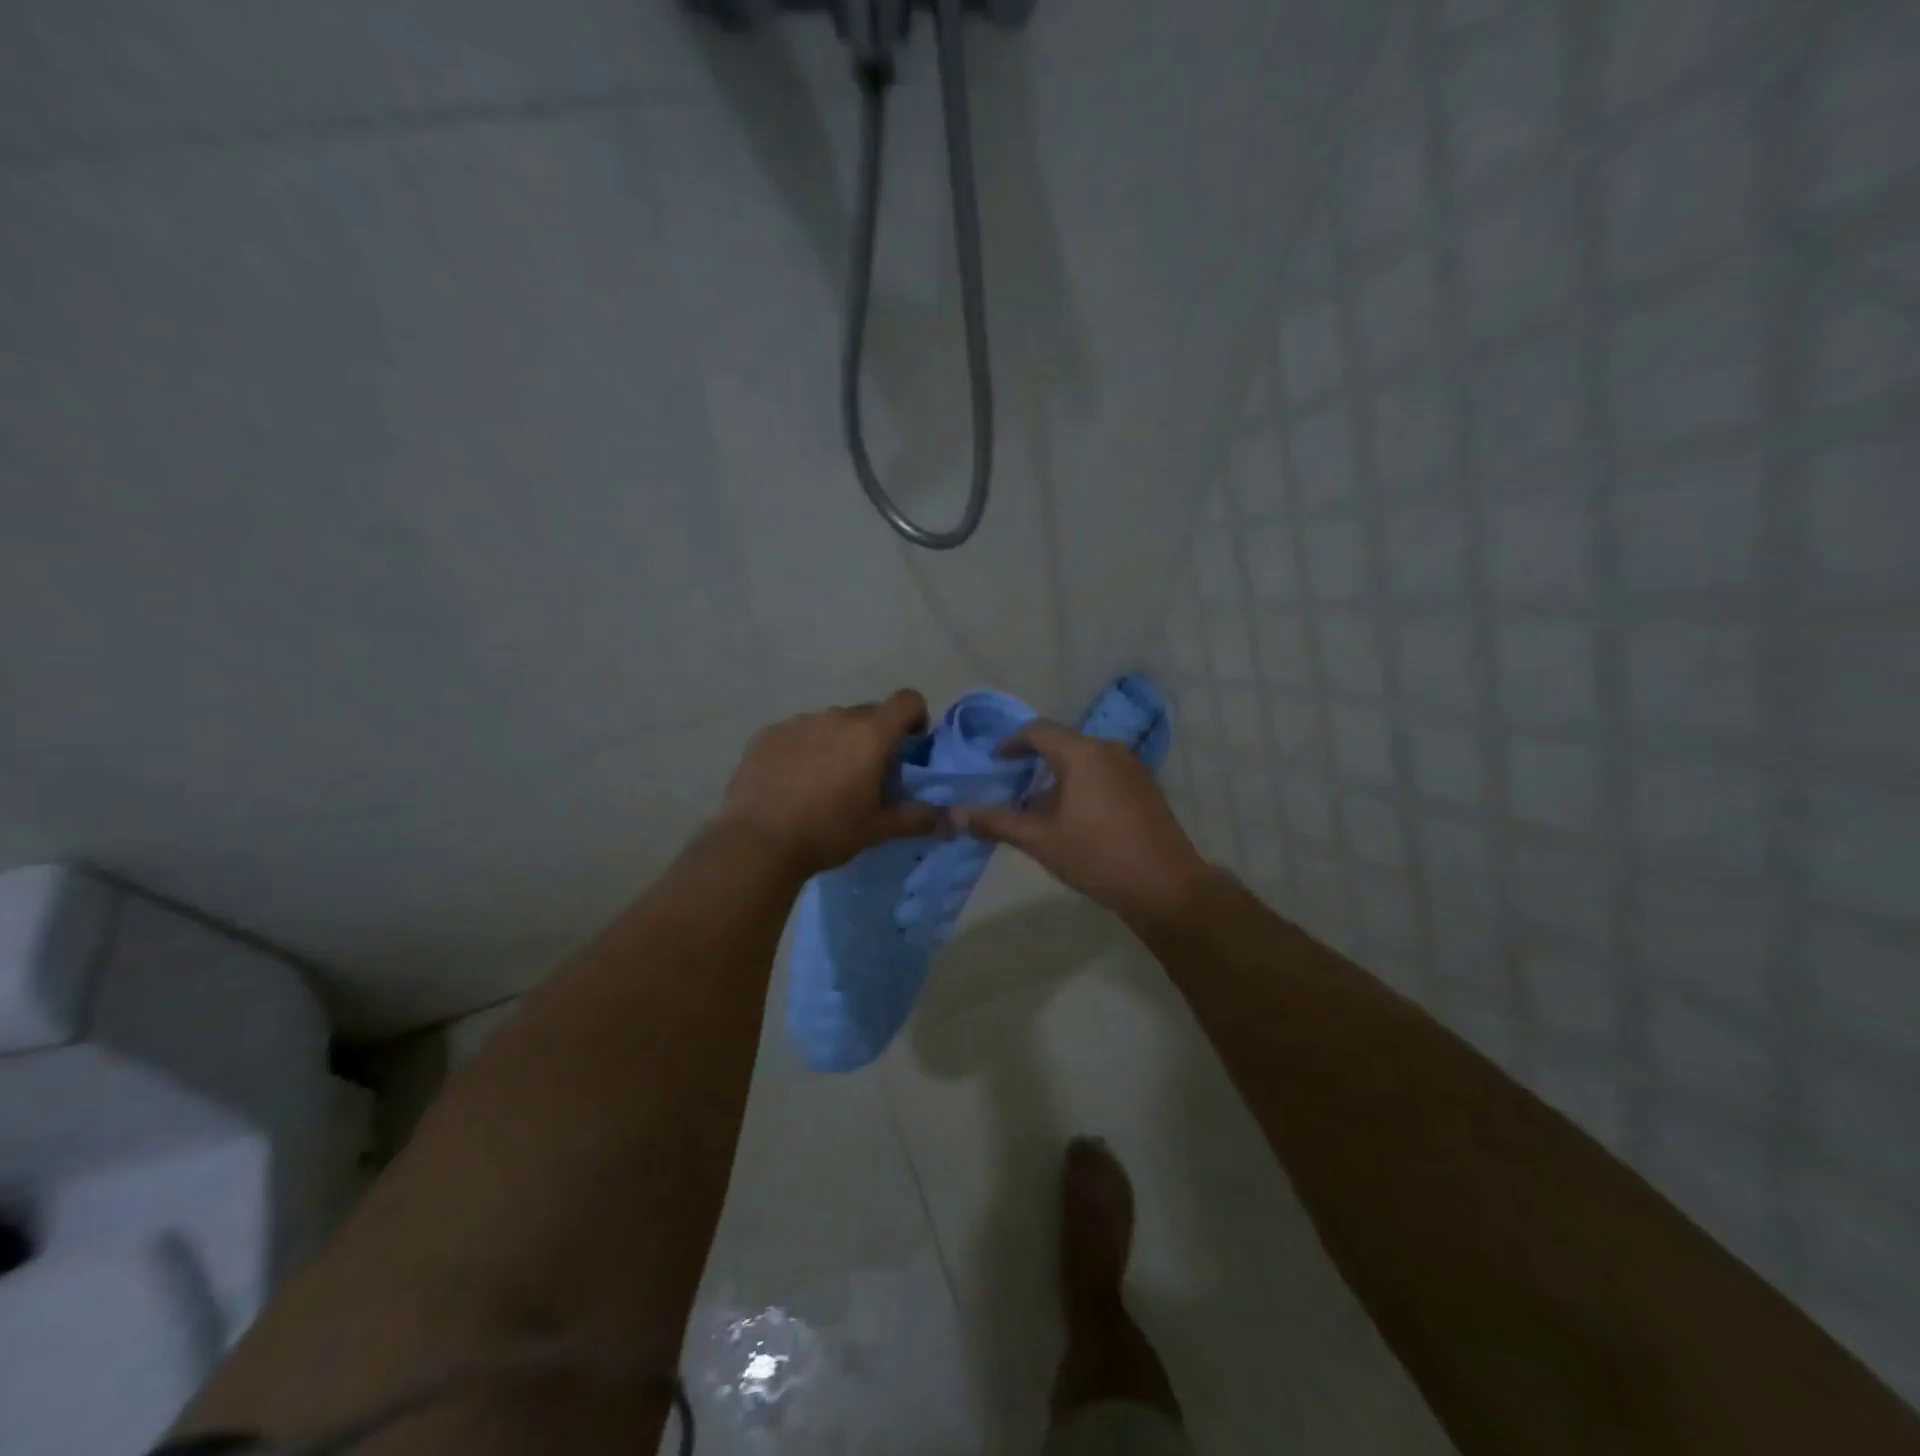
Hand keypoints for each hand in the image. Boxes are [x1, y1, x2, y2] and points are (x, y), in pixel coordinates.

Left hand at [718, 690, 941, 878]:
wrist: (757, 842)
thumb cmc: (828, 832)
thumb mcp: (878, 829)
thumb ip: (918, 818)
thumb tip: (953, 819)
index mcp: (870, 734)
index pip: (907, 700)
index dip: (915, 718)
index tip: (909, 746)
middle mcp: (836, 717)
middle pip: (868, 714)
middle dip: (875, 737)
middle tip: (867, 775)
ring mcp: (799, 722)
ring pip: (830, 723)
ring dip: (837, 742)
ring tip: (824, 781)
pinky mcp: (768, 734)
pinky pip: (797, 733)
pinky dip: (804, 749)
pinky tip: (792, 782)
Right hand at [949, 721, 1214, 926]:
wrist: (1165, 885)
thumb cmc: (1096, 856)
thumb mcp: (1039, 840)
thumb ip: (996, 822)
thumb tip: (954, 814)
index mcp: (1081, 753)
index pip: (1038, 731)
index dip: (1012, 743)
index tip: (994, 761)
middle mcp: (1108, 749)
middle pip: (1063, 743)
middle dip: (1035, 760)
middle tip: (1012, 784)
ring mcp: (1132, 767)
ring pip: (1085, 759)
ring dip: (1060, 774)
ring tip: (1040, 804)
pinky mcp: (1146, 787)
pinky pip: (1105, 772)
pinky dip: (1083, 783)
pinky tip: (1076, 815)